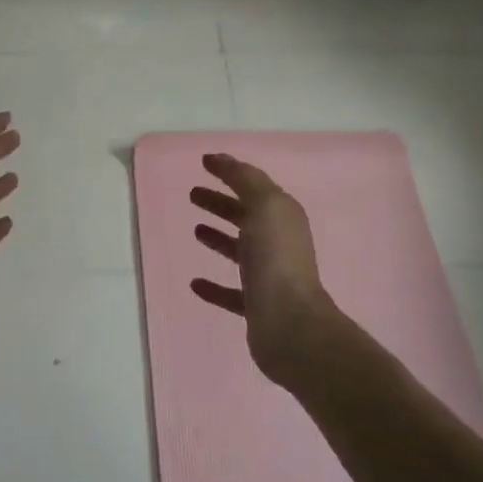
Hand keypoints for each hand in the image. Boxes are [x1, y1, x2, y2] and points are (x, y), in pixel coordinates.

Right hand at [190, 153, 334, 385]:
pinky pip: (231, 292)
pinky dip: (214, 286)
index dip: (230, 173)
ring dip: (218, 238)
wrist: (290, 323)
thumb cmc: (276, 258)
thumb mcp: (264, 206)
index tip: (203, 163)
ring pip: (240, 251)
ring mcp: (268, 276)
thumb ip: (244, 179)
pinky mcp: (256, 307)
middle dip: (221, 203)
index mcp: (282, 217)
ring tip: (195, 230)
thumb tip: (221, 158)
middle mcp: (278, 243)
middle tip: (192, 194)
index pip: (254, 187)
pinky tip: (194, 283)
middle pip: (246, 216)